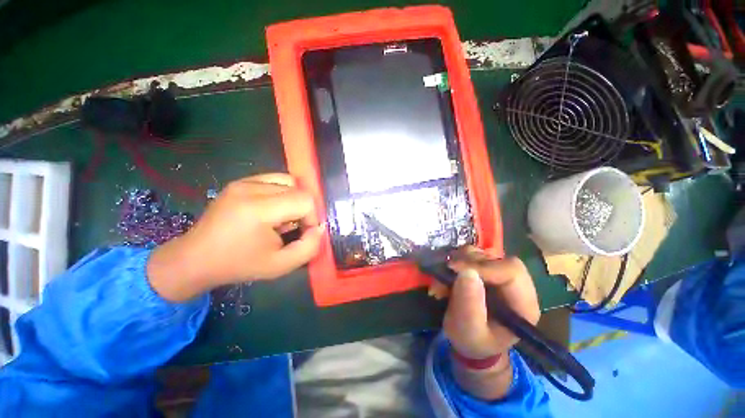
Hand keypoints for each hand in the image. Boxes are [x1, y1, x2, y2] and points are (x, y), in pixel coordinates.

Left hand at [147, 173, 323, 300]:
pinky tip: (273, 209)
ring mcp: (243, 182)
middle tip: (292, 228)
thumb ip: (309, 247)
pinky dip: (283, 193)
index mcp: (257, 209)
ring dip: (294, 200)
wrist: (195, 259)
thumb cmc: (239, 265)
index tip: (303, 233)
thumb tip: (320, 228)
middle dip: (304, 210)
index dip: (312, 217)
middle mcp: (250, 188)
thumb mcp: (280, 266)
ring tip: (282, 218)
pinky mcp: (240, 182)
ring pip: (289, 182)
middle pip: (298, 189)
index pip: (304, 200)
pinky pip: (275, 180)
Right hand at [443, 247, 539, 357]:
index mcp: (522, 304)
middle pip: (495, 258)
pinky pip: (469, 254)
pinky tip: (447, 276)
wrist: (469, 340)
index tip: (455, 270)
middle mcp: (515, 284)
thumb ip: (469, 306)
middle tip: (446, 274)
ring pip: (480, 253)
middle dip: (466, 263)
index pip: (511, 271)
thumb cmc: (473, 341)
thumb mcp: (468, 331)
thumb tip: (466, 272)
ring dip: (457, 261)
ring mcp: (499, 274)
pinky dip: (454, 261)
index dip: (483, 266)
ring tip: (444, 280)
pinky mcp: (485, 269)